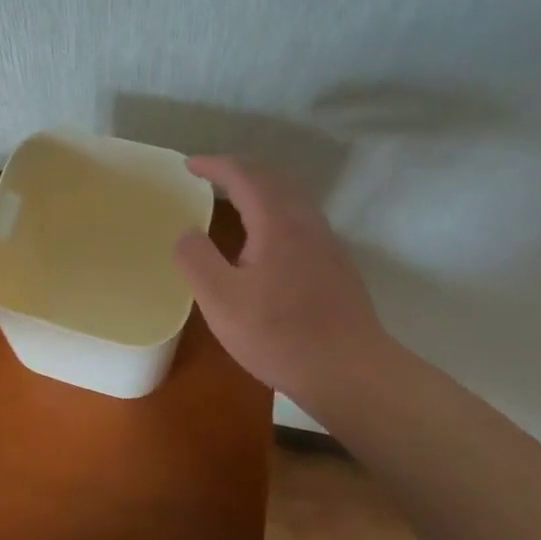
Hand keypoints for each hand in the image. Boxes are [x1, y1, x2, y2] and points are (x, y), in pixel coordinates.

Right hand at [174, 156, 405, 419]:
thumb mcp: (221, 300)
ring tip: (233, 200)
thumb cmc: (280, 335)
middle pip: (272, 179)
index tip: (188, 166)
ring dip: (259, 189)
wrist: (352, 373)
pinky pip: (300, 218)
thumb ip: (196, 259)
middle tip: (209, 177)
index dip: (214, 166)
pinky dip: (274, 209)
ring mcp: (326, 243)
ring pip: (291, 198)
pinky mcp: (335, 265)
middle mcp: (305, 222)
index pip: (243, 176)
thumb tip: (188, 232)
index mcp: (277, 222)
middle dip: (238, 171)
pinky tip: (264, 238)